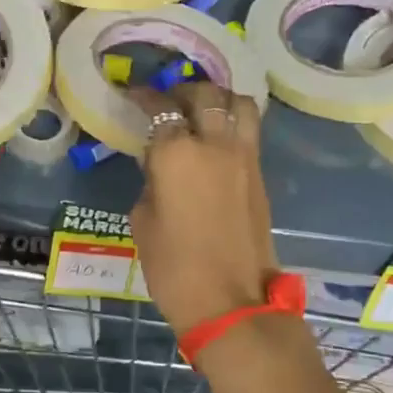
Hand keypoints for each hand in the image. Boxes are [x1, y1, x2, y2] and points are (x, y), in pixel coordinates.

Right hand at [129, 82, 279, 335]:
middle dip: (182, 90)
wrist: (230, 301)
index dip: (144, 96)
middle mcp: (213, 143)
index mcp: (176, 152)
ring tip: (201, 110)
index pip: (159, 108)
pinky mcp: (260, 173)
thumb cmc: (173, 266)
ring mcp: (243, 156)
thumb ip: (150, 181)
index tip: (133, 94)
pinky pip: (249, 129)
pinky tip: (217, 135)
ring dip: (218, 98)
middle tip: (168, 100)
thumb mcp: (142, 219)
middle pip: (204, 94)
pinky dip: (233, 120)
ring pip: (238, 103)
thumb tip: (159, 165)